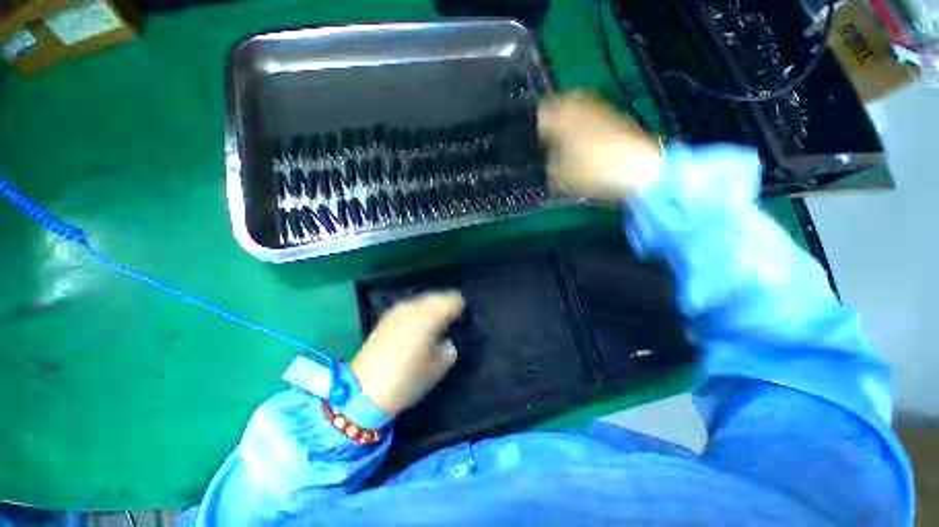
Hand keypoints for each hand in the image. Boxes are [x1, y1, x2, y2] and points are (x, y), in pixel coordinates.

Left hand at [350, 291, 464, 417]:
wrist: (364, 391)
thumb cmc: (407, 380)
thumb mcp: (438, 368)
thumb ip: (449, 348)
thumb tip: (447, 340)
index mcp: (429, 317)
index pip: (452, 300)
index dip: (461, 307)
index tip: (463, 319)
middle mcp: (413, 307)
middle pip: (437, 296)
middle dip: (447, 304)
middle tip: (452, 319)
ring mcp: (398, 310)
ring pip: (423, 299)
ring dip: (433, 306)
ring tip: (436, 321)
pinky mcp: (387, 316)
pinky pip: (410, 306)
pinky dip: (419, 310)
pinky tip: (419, 324)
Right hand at [538, 91, 662, 200]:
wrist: (640, 167)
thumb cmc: (591, 169)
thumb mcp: (557, 176)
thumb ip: (547, 164)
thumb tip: (550, 158)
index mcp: (558, 111)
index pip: (536, 116)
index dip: (533, 135)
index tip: (536, 152)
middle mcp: (576, 100)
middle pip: (555, 112)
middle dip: (551, 130)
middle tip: (550, 152)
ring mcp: (597, 104)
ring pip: (572, 115)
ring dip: (568, 130)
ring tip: (568, 153)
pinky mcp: (613, 113)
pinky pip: (588, 120)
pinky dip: (583, 132)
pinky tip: (586, 150)